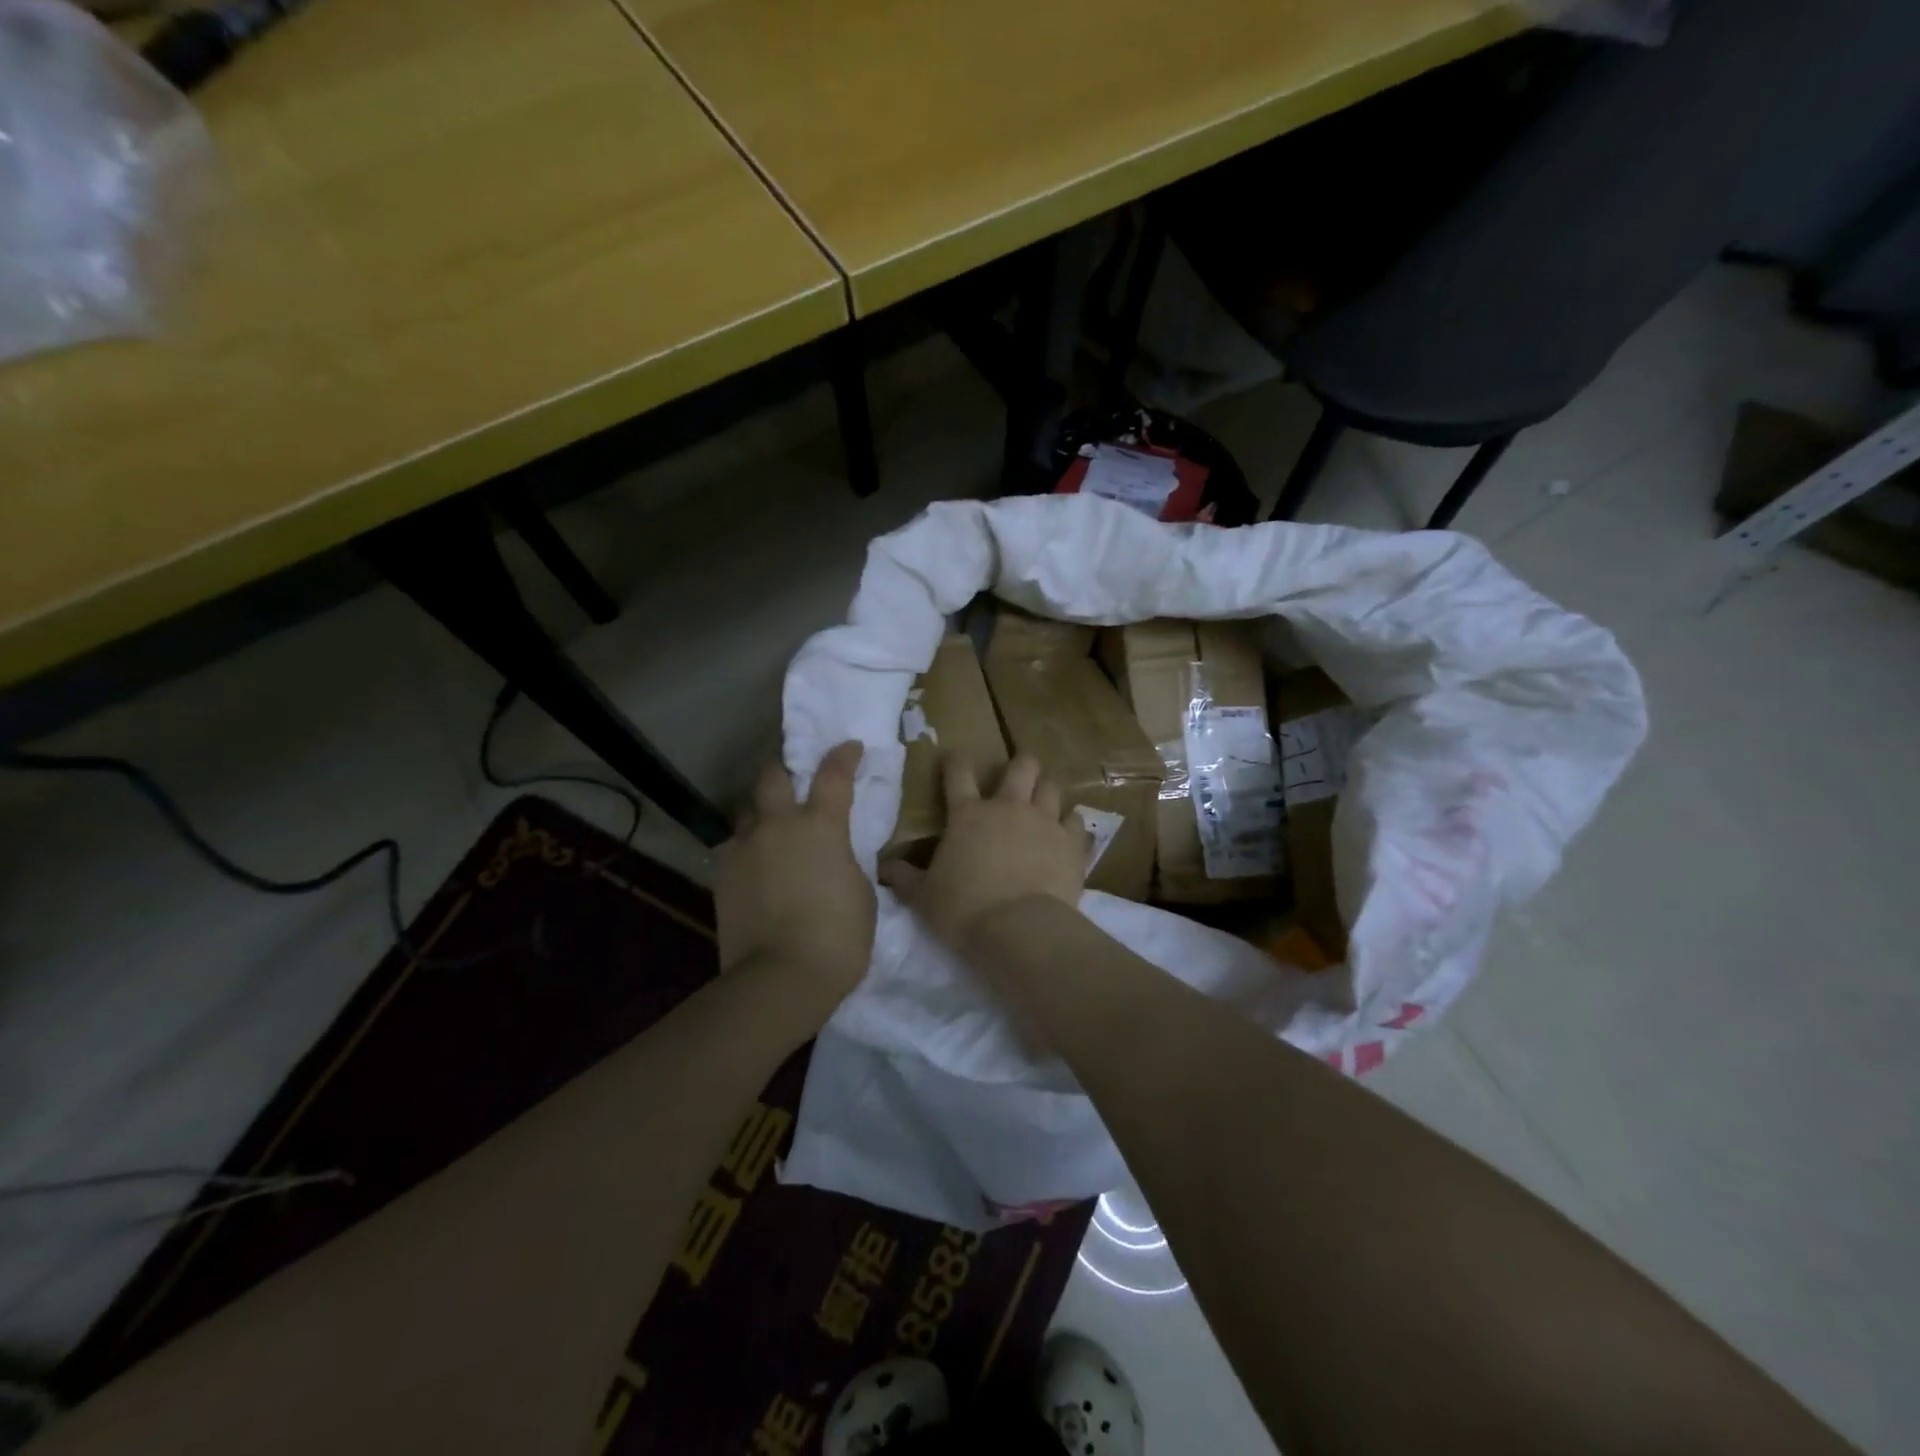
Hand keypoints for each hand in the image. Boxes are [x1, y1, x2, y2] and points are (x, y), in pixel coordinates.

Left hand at [715, 742, 875, 1017]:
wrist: (781, 979)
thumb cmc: (839, 936)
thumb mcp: (861, 892)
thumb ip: (845, 862)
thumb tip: (834, 857)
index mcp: (821, 826)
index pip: (833, 774)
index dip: (843, 756)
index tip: (850, 747)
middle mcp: (778, 826)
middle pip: (772, 777)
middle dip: (783, 771)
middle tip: (793, 780)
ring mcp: (745, 850)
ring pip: (746, 814)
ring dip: (761, 814)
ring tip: (771, 832)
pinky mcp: (722, 877)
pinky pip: (734, 850)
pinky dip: (748, 852)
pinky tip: (757, 871)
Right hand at [880, 753, 1091, 945]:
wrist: (1019, 929)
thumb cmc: (964, 909)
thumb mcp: (924, 897)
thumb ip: (905, 878)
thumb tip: (884, 868)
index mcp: (968, 815)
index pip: (958, 772)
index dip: (955, 760)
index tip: (954, 757)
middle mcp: (1009, 808)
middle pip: (1021, 766)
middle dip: (1021, 762)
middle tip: (1020, 768)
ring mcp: (1045, 822)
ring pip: (1052, 787)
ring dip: (1047, 788)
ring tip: (1045, 796)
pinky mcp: (1072, 843)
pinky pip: (1077, 821)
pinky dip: (1072, 824)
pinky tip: (1069, 832)